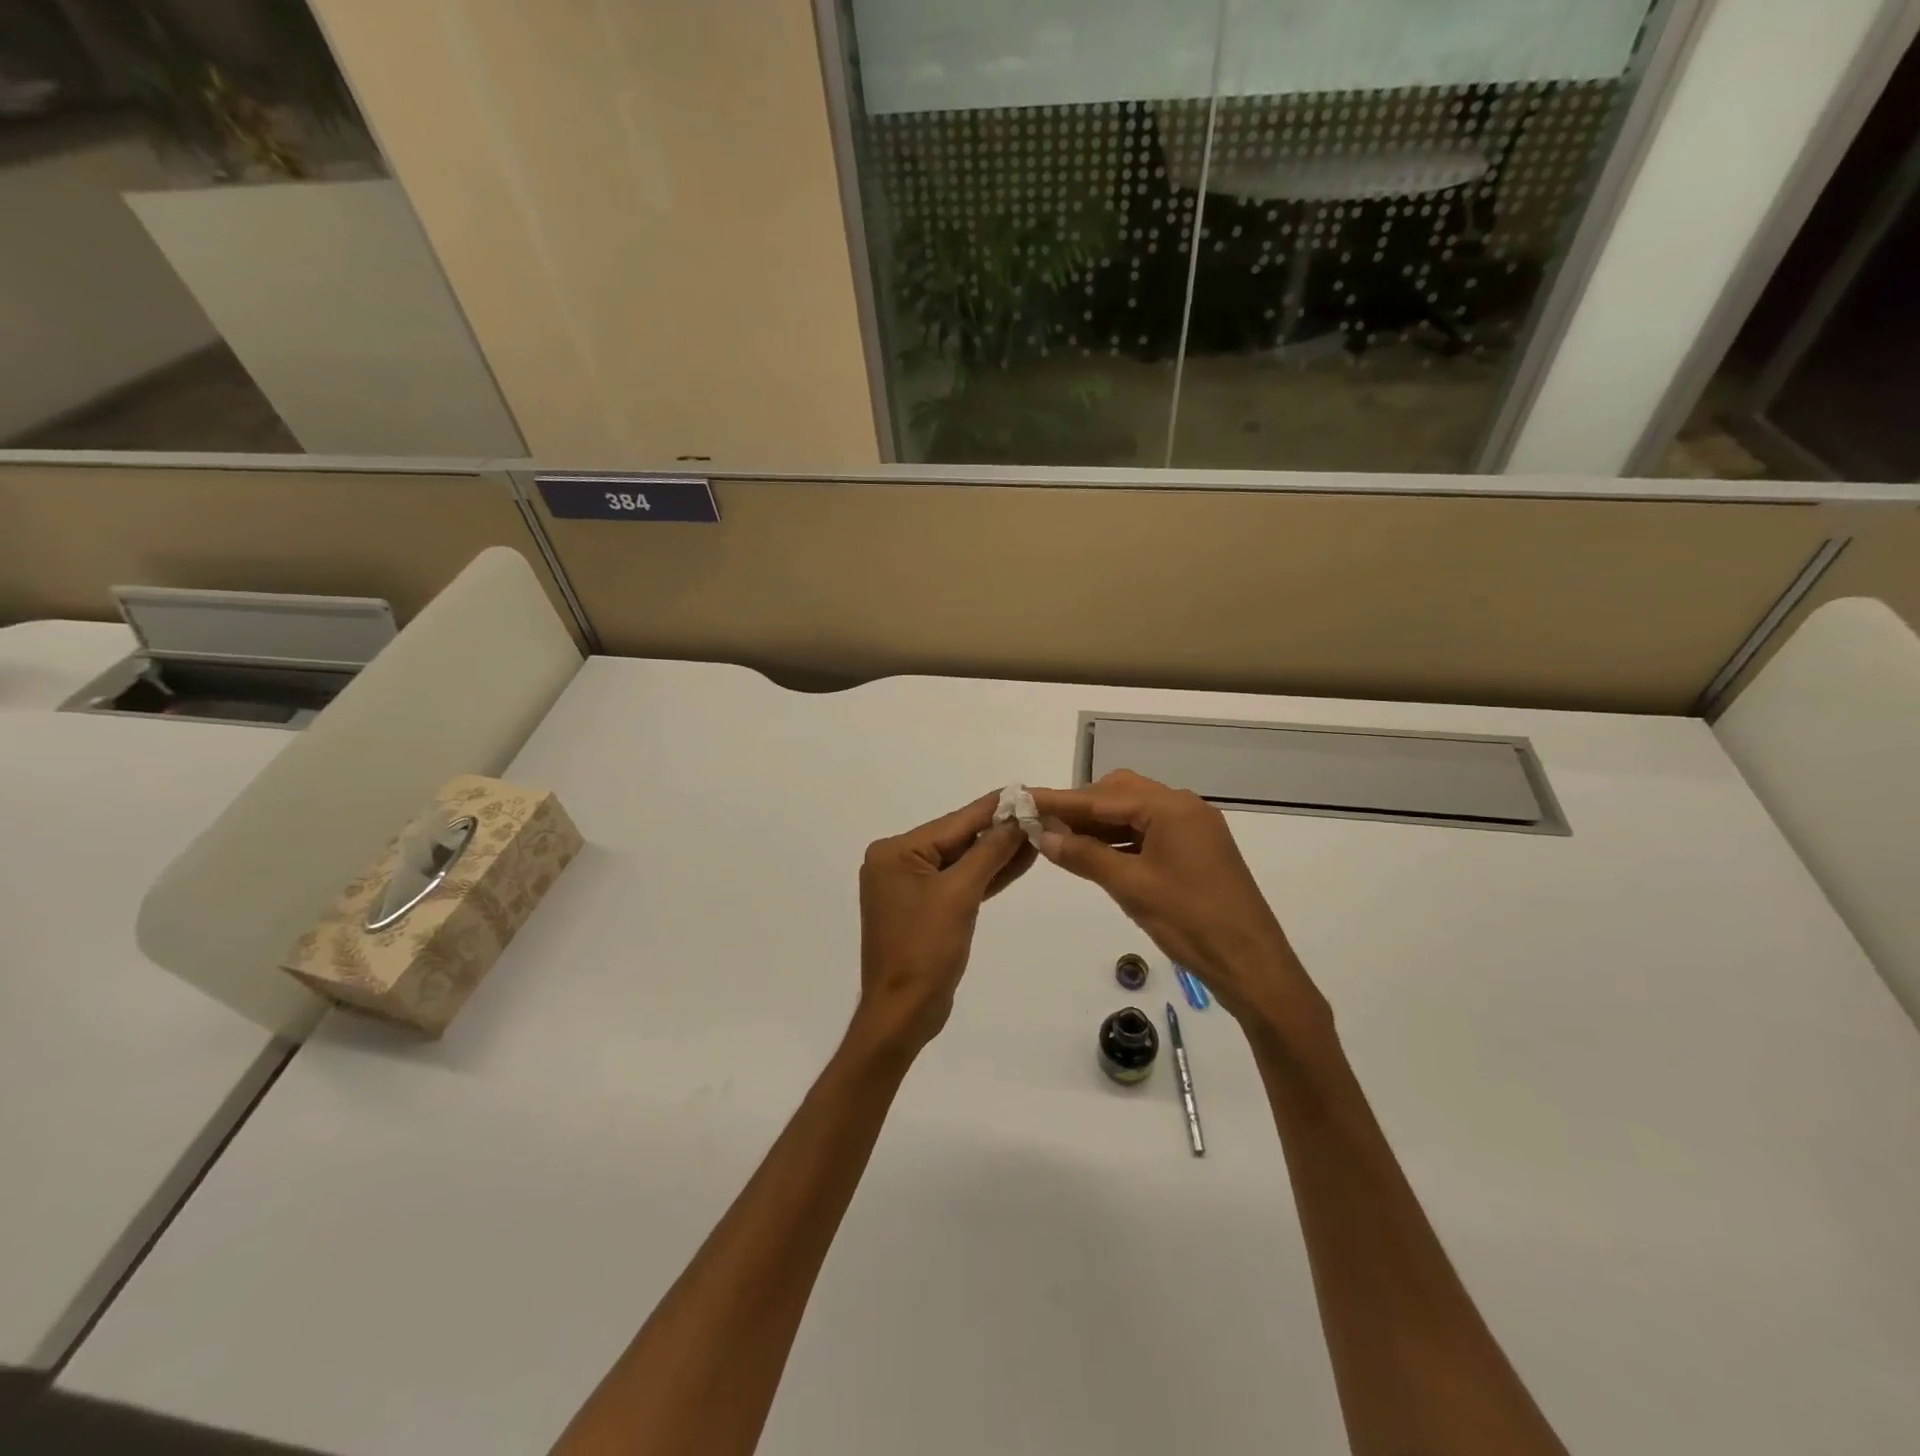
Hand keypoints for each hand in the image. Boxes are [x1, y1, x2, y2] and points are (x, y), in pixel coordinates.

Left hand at [854, 792, 1035, 1056]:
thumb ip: (989, 852)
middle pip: (958, 839)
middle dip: (999, 830)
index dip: (994, 808)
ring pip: (961, 861)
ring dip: (997, 852)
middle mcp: (898, 862)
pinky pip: (959, 883)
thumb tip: (1016, 818)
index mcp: (896, 852)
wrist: (904, 1013)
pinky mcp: (924, 908)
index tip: (1027, 791)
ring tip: (1038, 834)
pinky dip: (986, 876)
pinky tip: (1018, 862)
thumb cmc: (925, 950)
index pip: (955, 822)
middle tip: (1041, 813)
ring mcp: (910, 887)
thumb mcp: (960, 895)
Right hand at [1030, 771, 1326, 1031]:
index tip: (1024, 799)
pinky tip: (1094, 856)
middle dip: (1081, 808)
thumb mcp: (1131, 887)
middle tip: (1044, 825)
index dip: (1061, 801)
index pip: (1103, 797)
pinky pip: (1148, 833)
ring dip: (1099, 826)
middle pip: (1120, 794)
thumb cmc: (1190, 922)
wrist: (1251, 965)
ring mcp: (1192, 828)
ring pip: (1134, 814)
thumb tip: (1044, 836)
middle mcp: (1184, 807)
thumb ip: (1084, 856)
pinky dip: (1120, 841)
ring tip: (1061, 842)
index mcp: (1172, 808)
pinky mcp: (1195, 850)